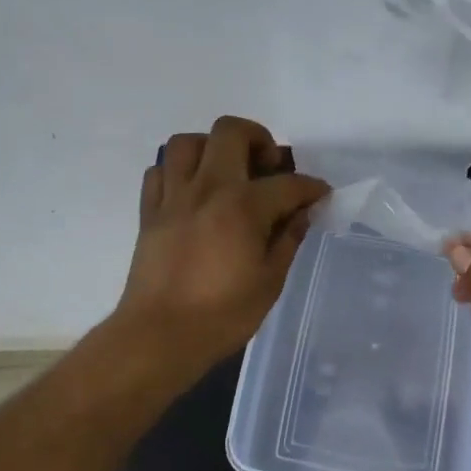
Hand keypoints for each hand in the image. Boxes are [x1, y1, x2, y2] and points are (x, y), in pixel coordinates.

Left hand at [112, 116, 329, 382]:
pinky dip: (178, 172)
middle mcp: (208, 188)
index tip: (320, 195)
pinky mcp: (149, 212)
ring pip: (187, 142)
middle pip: (231, 131)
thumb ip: (288, 240)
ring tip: (227, 171)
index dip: (311, 187)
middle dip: (258, 139)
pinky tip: (193, 192)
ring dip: (212, 147)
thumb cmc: (221, 315)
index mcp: (243, 205)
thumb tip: (301, 214)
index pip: (287, 183)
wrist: (158, 338)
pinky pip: (160, 171)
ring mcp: (174, 197)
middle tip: (268, 167)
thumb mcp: (270, 281)